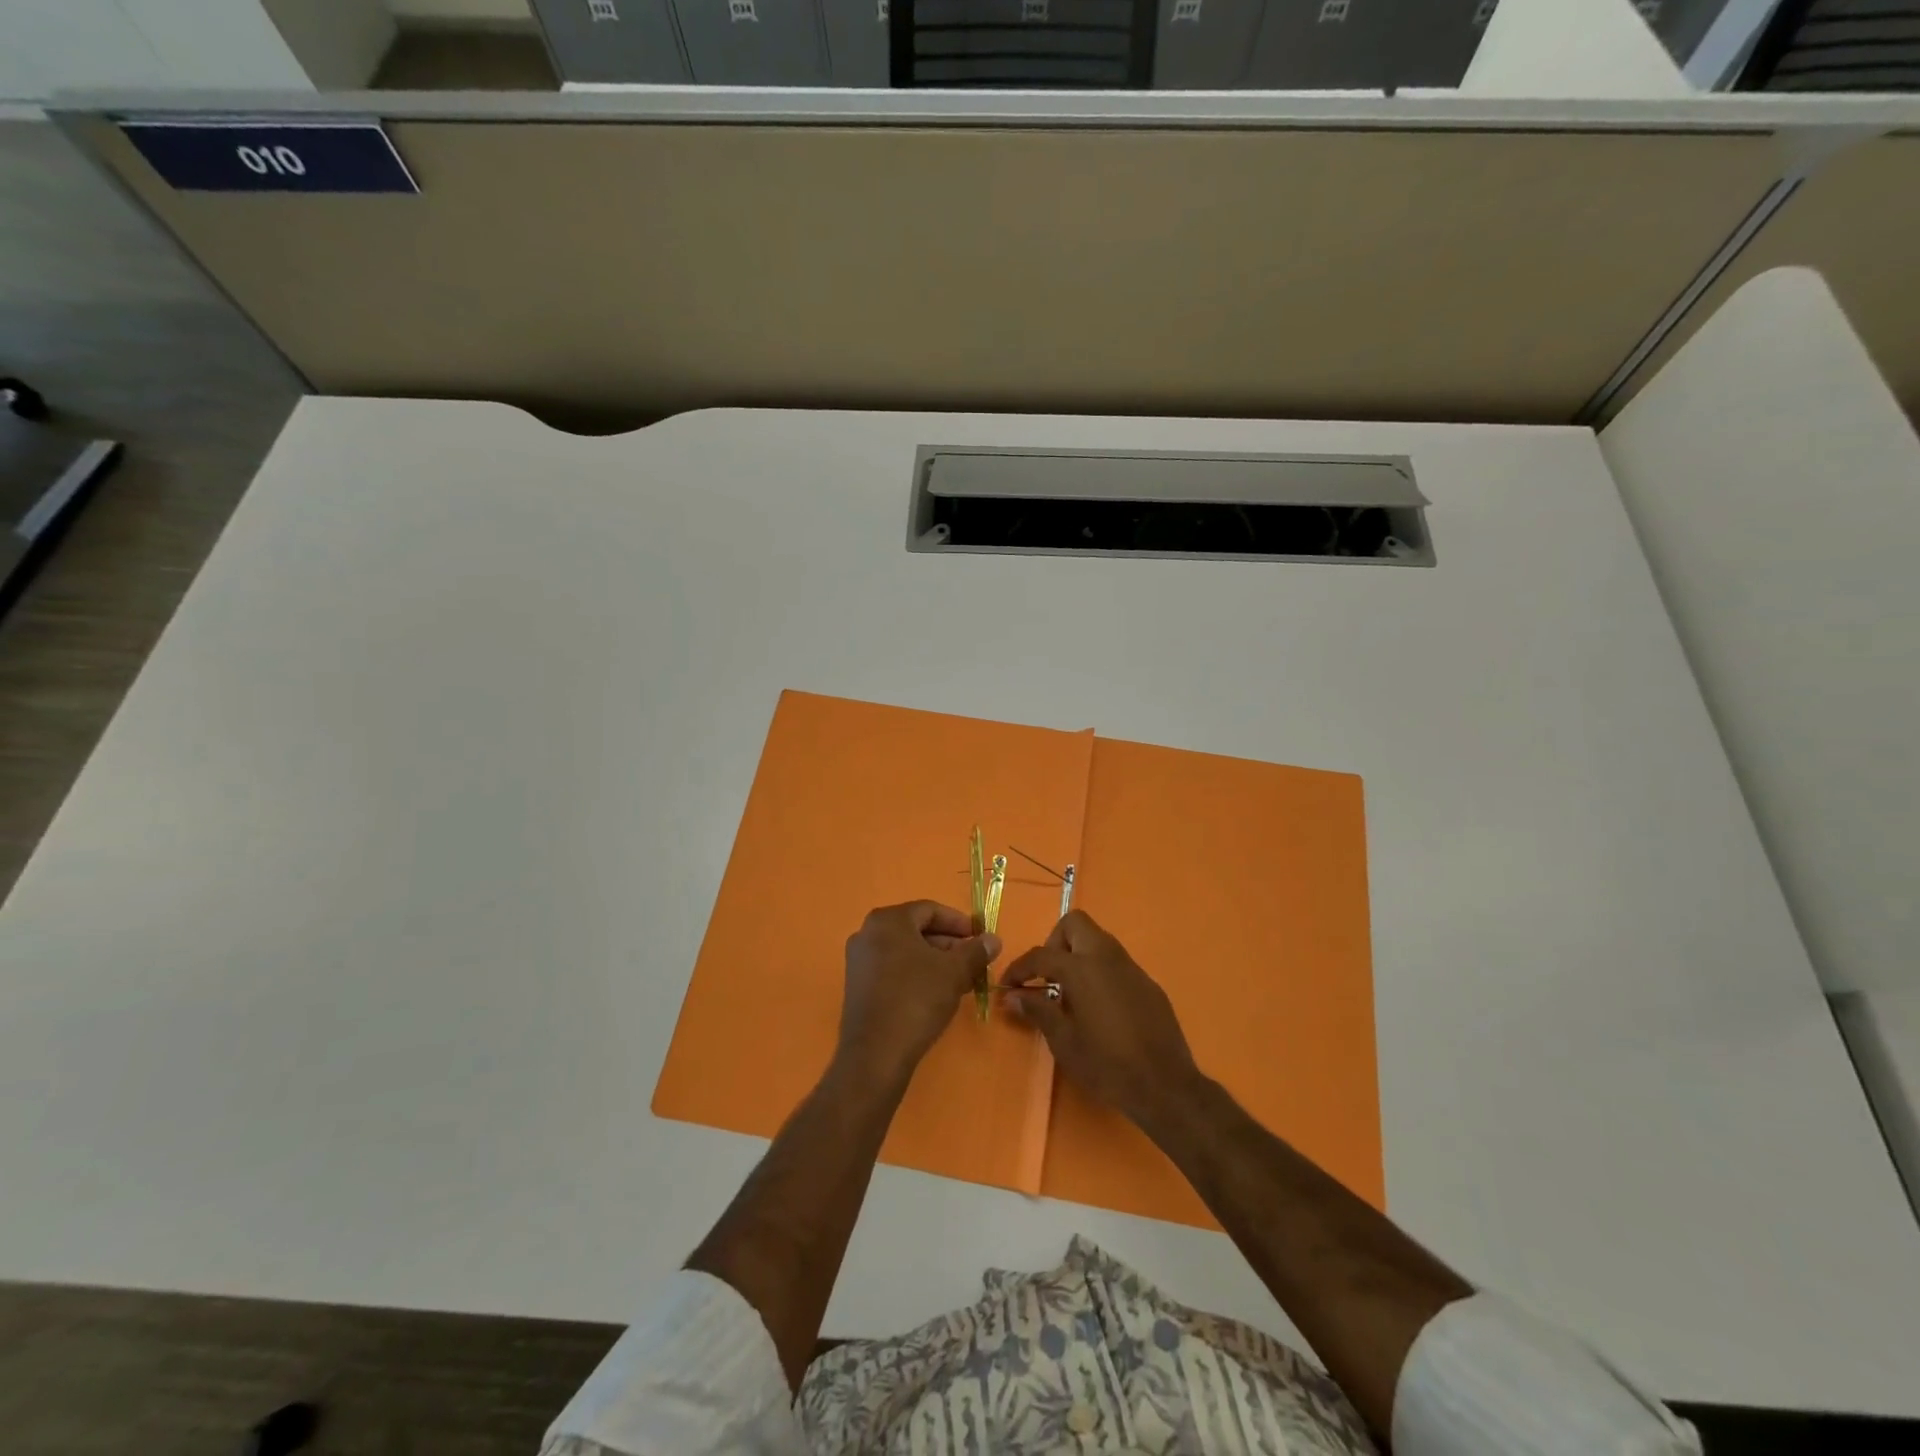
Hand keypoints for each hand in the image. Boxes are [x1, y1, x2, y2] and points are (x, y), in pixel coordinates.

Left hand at [838, 902, 999, 1087]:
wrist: (876, 1054)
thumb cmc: (916, 1000)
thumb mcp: (954, 972)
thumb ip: (975, 951)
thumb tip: (993, 939)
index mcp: (888, 920)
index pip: (930, 910)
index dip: (959, 923)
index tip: (980, 938)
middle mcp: (868, 933)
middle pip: (917, 930)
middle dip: (949, 945)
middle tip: (974, 962)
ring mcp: (859, 961)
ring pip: (906, 952)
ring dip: (936, 962)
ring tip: (962, 981)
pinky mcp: (857, 987)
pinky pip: (893, 969)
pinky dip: (917, 975)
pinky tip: (937, 994)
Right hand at [1001, 911, 1201, 1127]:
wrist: (1165, 1086)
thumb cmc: (1107, 1065)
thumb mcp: (1064, 1042)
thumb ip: (1037, 1011)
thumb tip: (1011, 996)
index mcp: (1082, 968)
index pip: (1041, 954)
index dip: (1019, 968)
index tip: (1008, 986)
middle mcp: (1107, 957)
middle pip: (1075, 924)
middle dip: (1054, 943)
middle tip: (1047, 977)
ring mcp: (1132, 968)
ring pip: (1098, 940)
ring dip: (1078, 955)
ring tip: (1069, 992)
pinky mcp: (1148, 983)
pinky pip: (1117, 963)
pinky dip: (1100, 971)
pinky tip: (1099, 1006)